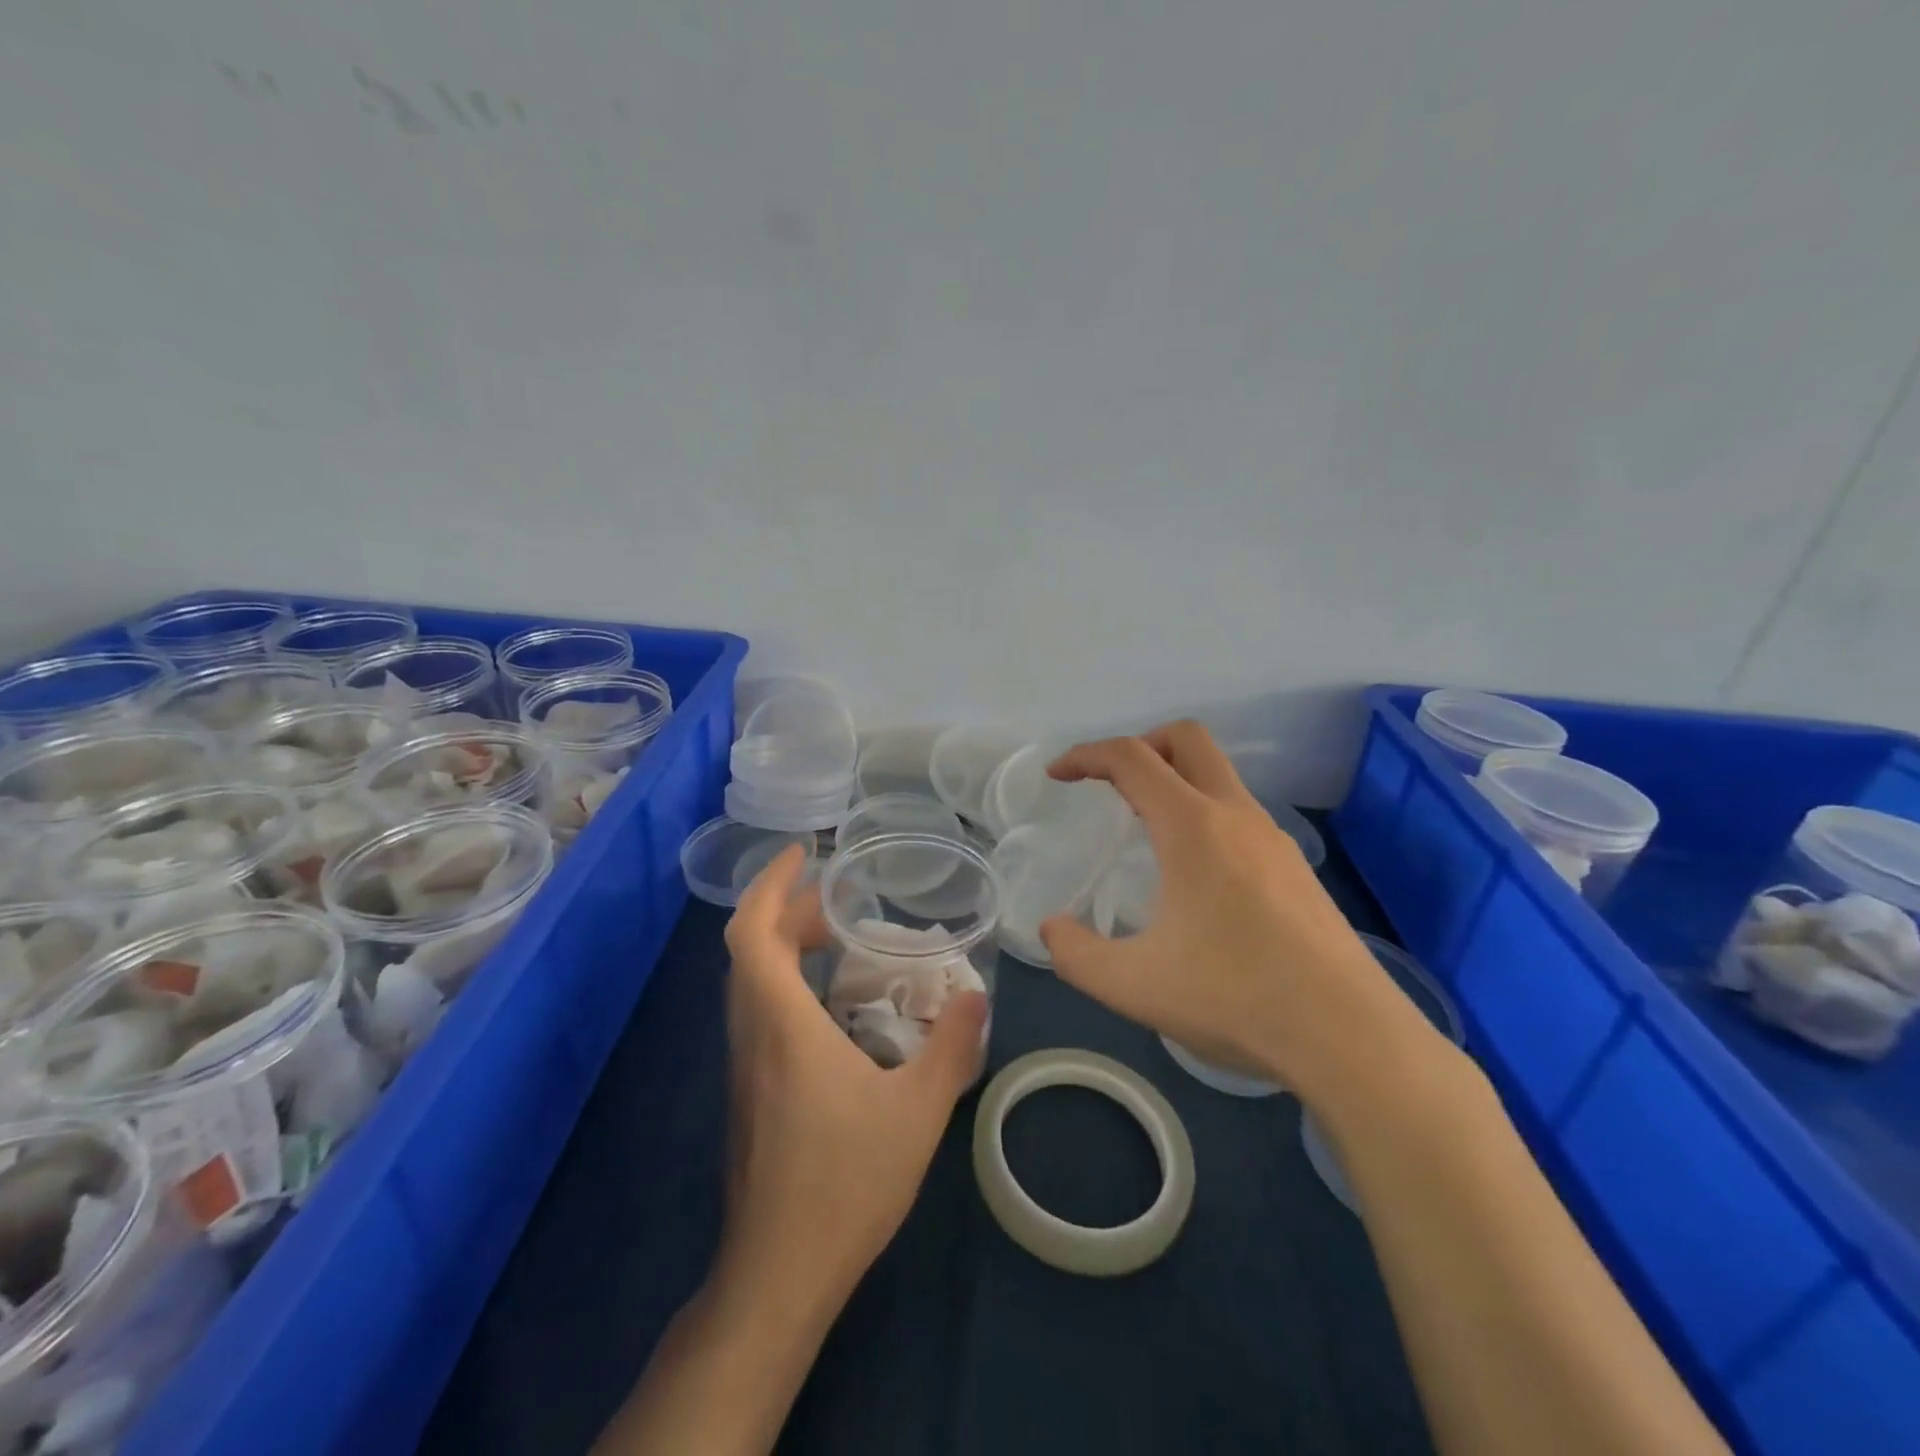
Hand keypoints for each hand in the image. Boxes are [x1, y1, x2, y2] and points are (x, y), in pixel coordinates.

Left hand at [719, 845, 988, 1301]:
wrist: (779, 1272)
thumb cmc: (845, 1182)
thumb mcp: (918, 1110)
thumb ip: (951, 1047)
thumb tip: (975, 998)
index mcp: (782, 1023)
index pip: (752, 932)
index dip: (770, 884)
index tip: (802, 854)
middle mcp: (752, 1033)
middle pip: (748, 948)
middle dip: (788, 910)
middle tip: (840, 898)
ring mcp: (744, 1064)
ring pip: (749, 980)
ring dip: (784, 945)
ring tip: (838, 938)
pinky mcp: (748, 1090)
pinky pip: (758, 1011)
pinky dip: (785, 981)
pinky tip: (832, 1005)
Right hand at [1039, 721, 1445, 1105]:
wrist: (1351, 1038)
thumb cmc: (1235, 998)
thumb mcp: (1133, 985)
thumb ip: (1076, 955)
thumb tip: (1053, 930)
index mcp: (1193, 827)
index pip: (1131, 758)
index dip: (1086, 755)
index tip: (1057, 775)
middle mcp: (1237, 816)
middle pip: (1187, 739)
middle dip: (1139, 745)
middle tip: (1108, 786)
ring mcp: (1274, 841)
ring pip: (1219, 776)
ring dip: (1175, 782)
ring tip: (1145, 834)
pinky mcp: (1297, 870)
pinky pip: (1240, 815)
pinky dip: (1204, 815)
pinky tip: (1196, 877)